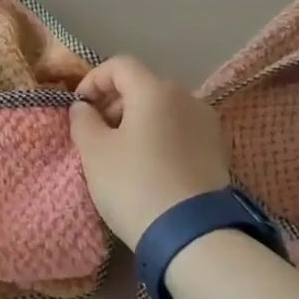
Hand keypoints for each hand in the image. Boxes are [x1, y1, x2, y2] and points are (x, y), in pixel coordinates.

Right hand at [69, 56, 228, 243]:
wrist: (190, 232)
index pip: (120, 65)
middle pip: (144, 87)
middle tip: (97, 134)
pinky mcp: (218, 150)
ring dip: (139, 122)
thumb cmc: (133, 184)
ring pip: (164, 110)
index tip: (80, 108)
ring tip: (123, 155)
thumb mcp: (94, 153)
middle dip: (115, 104)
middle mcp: (186, 97)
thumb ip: (83, 121)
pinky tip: (150, 168)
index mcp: (154, 90)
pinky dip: (161, 138)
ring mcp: (207, 123)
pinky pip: (181, 132)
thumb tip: (84, 107)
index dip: (93, 80)